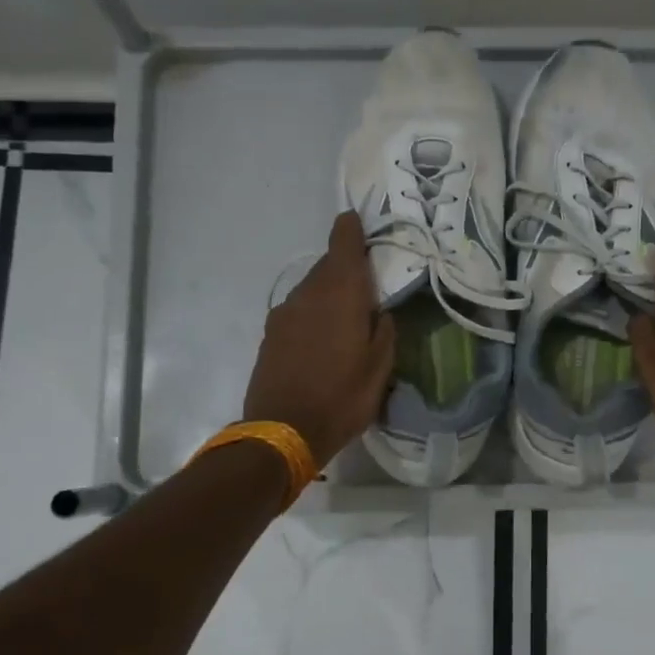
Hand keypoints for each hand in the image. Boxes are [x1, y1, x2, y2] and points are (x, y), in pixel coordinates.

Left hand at [243, 212, 396, 469]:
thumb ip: (384, 330)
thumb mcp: (380, 368)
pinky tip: (323, 339)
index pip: (342, 243)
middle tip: (368, 285)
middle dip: (346, 268)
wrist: (282, 432)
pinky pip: (298, 311)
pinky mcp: (270, 335)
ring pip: (311, 289)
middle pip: (327, 266)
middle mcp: (307, 294)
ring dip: (329, 294)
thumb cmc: (342, 398)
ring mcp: (284, 314)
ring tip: (347, 318)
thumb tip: (379, 311)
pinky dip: (313, 314)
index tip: (359, 222)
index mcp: (339, 293)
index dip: (351, 228)